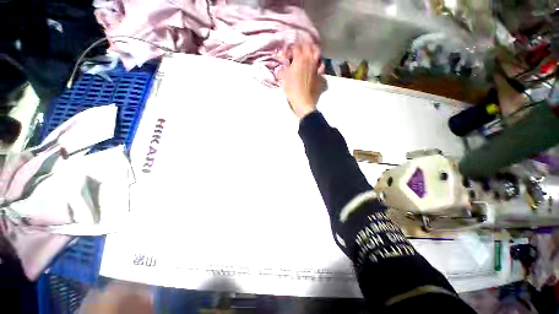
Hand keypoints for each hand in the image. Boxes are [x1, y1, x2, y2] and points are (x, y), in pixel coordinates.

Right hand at [279, 44, 324, 119]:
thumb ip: (283, 70)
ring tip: (308, 54)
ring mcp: (316, 66)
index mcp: (299, 59)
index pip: (295, 47)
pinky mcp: (320, 74)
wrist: (303, 101)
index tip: (285, 56)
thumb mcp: (284, 78)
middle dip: (301, 47)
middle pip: (307, 46)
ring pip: (317, 52)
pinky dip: (319, 63)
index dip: (289, 50)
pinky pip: (321, 65)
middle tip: (296, 52)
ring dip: (312, 51)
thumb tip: (282, 67)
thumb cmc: (292, 89)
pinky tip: (315, 65)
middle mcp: (309, 59)